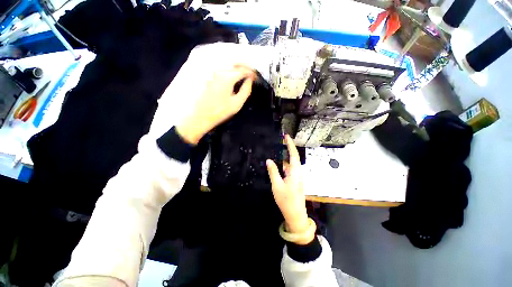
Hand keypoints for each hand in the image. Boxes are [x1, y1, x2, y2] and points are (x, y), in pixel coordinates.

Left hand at [176, 65, 255, 144]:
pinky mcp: (208, 75)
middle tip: (251, 73)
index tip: (256, 77)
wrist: (201, 115)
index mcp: (227, 77)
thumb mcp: (237, 103)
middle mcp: (219, 70)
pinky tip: (233, 74)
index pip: (243, 70)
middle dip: (245, 67)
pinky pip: (221, 68)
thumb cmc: (220, 111)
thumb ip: (246, 90)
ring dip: (237, 66)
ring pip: (228, 64)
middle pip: (235, 63)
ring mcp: (211, 72)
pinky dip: (229, 69)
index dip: (251, 72)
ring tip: (244, 73)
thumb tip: (250, 80)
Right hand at [267, 135, 311, 243]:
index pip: (293, 154)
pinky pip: (289, 168)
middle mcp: (298, 172)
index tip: (286, 136)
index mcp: (295, 171)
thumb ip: (273, 172)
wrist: (295, 213)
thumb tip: (269, 160)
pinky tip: (278, 164)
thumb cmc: (286, 200)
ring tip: (277, 150)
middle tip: (280, 141)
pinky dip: (284, 164)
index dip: (290, 144)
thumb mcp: (277, 185)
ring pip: (291, 163)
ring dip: (285, 156)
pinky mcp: (295, 180)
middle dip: (288, 148)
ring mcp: (297, 176)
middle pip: (293, 156)